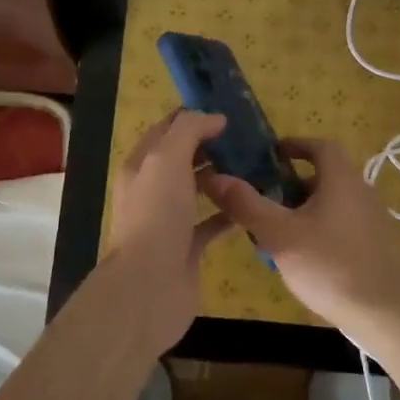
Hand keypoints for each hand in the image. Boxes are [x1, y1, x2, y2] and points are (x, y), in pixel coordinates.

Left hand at [102, 110, 232, 353]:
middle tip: (250, 139)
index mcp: (142, 165)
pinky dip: (230, 211)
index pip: (167, 129)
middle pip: (184, 158)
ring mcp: (170, 220)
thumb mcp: (167, 159)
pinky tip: (253, 203)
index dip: (194, 117)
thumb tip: (215, 118)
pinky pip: (211, 221)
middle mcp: (153, 189)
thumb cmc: (156, 216)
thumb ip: (189, 131)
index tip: (229, 112)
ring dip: (223, 177)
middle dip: (213, 146)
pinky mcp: (188, 247)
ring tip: (257, 166)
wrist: (148, 287)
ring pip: (198, 189)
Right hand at [201, 139, 399, 346]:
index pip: (320, 146)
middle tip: (265, 201)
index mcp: (342, 179)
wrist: (389, 316)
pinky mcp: (381, 248)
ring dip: (306, 211)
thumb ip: (246, 205)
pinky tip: (308, 261)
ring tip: (279, 235)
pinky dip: (323, 232)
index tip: (270, 155)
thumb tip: (215, 177)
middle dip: (293, 184)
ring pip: (334, 204)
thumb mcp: (279, 235)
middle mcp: (363, 192)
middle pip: (325, 176)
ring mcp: (376, 221)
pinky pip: (345, 228)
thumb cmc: (331, 267)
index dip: (295, 145)